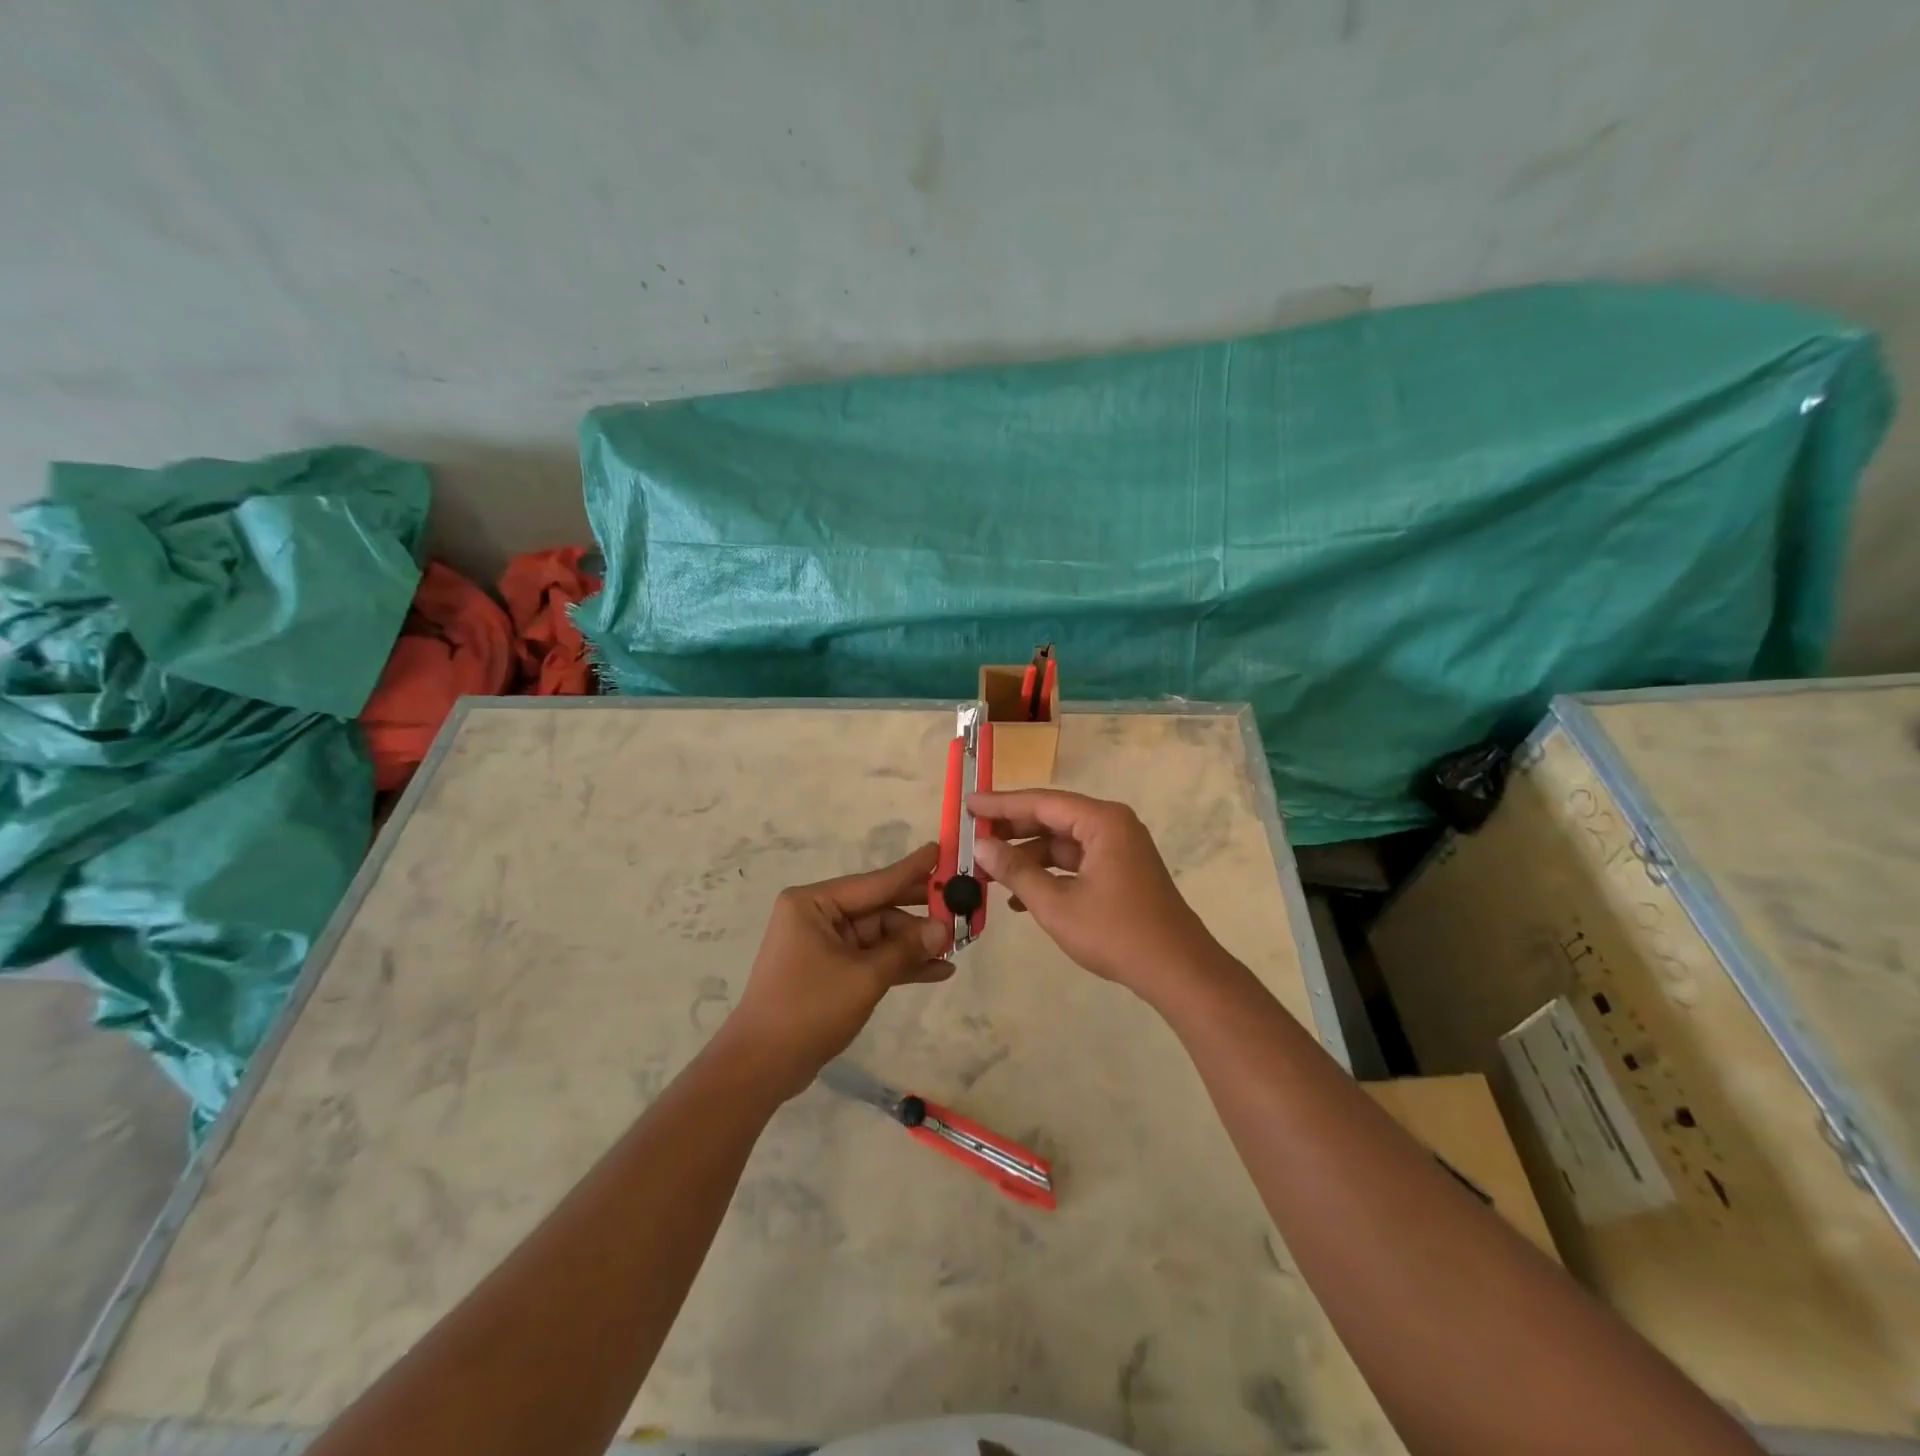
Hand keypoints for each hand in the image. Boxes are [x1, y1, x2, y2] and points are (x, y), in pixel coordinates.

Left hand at [715, 843, 952, 1098]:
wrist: (761, 1066)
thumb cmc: (808, 1009)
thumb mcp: (864, 977)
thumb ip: (905, 949)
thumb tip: (944, 928)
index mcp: (814, 903)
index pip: (875, 882)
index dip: (913, 871)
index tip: (942, 851)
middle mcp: (818, 915)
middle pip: (880, 908)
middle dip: (919, 915)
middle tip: (962, 906)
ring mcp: (824, 944)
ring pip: (880, 935)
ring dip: (914, 944)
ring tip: (958, 946)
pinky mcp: (831, 970)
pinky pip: (872, 958)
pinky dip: (900, 964)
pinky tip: (938, 971)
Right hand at [970, 789, 1223, 999]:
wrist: (1178, 971)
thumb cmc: (1116, 933)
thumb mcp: (1056, 904)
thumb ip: (1016, 871)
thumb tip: (982, 847)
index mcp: (1102, 821)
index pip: (1041, 802)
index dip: (1001, 804)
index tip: (968, 804)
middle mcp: (1112, 826)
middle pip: (1052, 819)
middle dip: (1012, 831)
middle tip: (972, 838)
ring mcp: (1119, 849)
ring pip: (1062, 843)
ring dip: (1027, 857)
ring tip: (989, 873)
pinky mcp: (1120, 872)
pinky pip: (1076, 863)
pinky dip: (1048, 874)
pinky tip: (1019, 898)